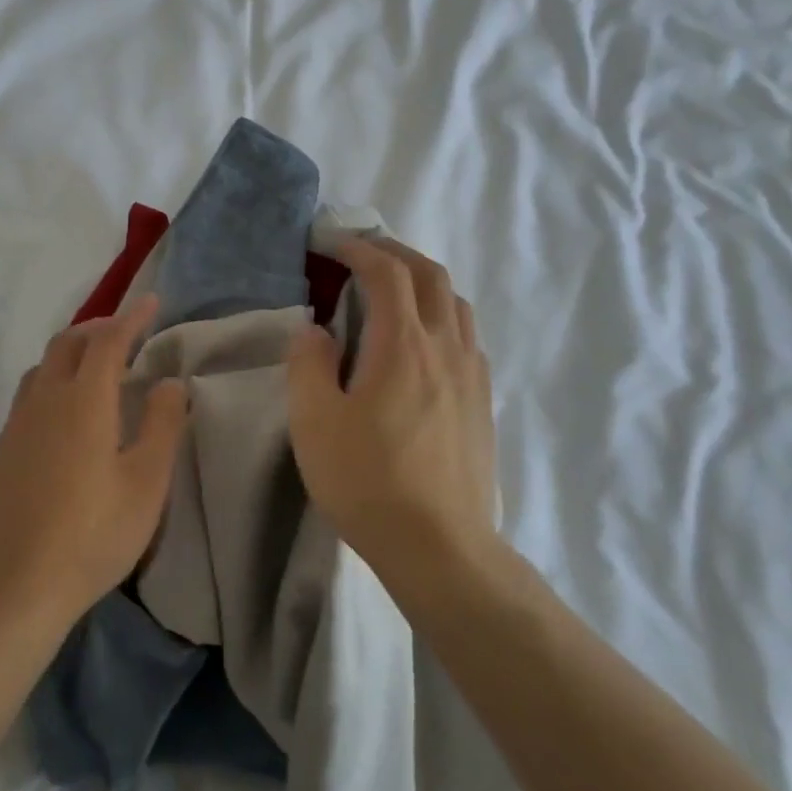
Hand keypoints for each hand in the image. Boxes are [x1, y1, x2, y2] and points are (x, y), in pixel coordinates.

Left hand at [0, 296, 189, 632]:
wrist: (15, 587)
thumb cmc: (93, 534)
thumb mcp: (146, 483)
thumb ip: (162, 425)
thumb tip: (168, 383)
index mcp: (83, 402)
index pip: (108, 342)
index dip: (131, 318)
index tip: (150, 302)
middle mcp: (44, 403)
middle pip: (66, 345)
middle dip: (97, 329)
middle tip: (124, 333)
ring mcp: (15, 428)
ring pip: (41, 370)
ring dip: (69, 355)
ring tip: (94, 371)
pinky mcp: (0, 454)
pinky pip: (26, 399)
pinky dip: (50, 386)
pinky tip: (62, 419)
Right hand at [285, 237, 498, 575]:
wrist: (439, 547)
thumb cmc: (367, 481)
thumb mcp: (314, 421)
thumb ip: (309, 363)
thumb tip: (317, 331)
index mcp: (403, 344)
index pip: (387, 271)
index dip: (358, 248)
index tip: (330, 243)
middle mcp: (446, 347)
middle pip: (431, 275)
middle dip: (395, 253)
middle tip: (361, 254)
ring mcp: (472, 374)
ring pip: (456, 304)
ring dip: (423, 282)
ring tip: (392, 291)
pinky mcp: (482, 401)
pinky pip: (466, 336)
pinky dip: (441, 316)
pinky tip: (421, 343)